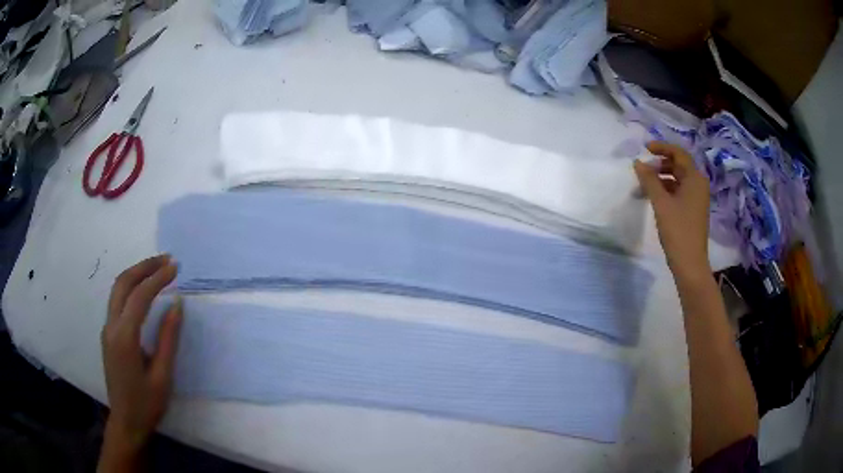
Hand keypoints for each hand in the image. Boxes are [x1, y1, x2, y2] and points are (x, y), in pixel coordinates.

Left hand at [99, 255, 181, 470]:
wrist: (126, 422)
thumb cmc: (147, 404)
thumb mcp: (163, 376)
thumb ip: (168, 338)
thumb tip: (177, 304)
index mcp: (124, 338)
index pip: (139, 296)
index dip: (158, 279)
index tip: (175, 268)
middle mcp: (111, 327)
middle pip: (123, 284)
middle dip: (144, 267)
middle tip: (166, 260)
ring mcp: (107, 329)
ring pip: (117, 289)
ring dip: (136, 274)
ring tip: (157, 269)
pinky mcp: (108, 334)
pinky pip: (117, 301)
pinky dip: (131, 287)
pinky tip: (144, 291)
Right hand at [634, 142, 710, 279]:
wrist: (690, 264)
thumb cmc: (678, 230)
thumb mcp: (661, 203)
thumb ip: (649, 180)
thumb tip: (638, 162)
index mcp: (695, 179)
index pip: (678, 153)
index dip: (662, 148)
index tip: (645, 148)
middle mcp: (698, 185)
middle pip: (678, 166)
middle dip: (659, 165)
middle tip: (643, 169)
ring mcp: (696, 199)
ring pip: (677, 180)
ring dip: (660, 179)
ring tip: (643, 185)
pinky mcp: (692, 210)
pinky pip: (678, 192)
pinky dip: (665, 190)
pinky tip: (653, 198)